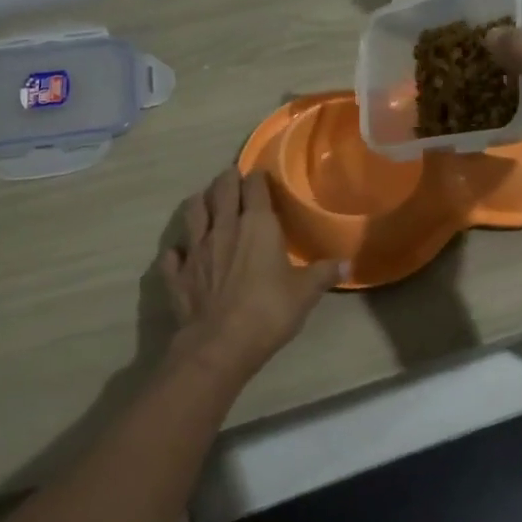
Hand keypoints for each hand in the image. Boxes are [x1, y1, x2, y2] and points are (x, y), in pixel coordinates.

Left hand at [157, 168, 342, 381]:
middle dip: (227, 179)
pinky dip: (177, 250)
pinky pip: (172, 254)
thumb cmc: (269, 311)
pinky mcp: (177, 273)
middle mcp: (223, 228)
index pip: (254, 187)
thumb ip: (324, 273)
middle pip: (221, 190)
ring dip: (199, 202)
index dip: (258, 178)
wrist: (220, 344)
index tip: (261, 176)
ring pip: (192, 212)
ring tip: (204, 201)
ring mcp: (195, 249)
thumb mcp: (305, 293)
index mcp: (256, 225)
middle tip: (232, 178)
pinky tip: (181, 252)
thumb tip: (349, 264)